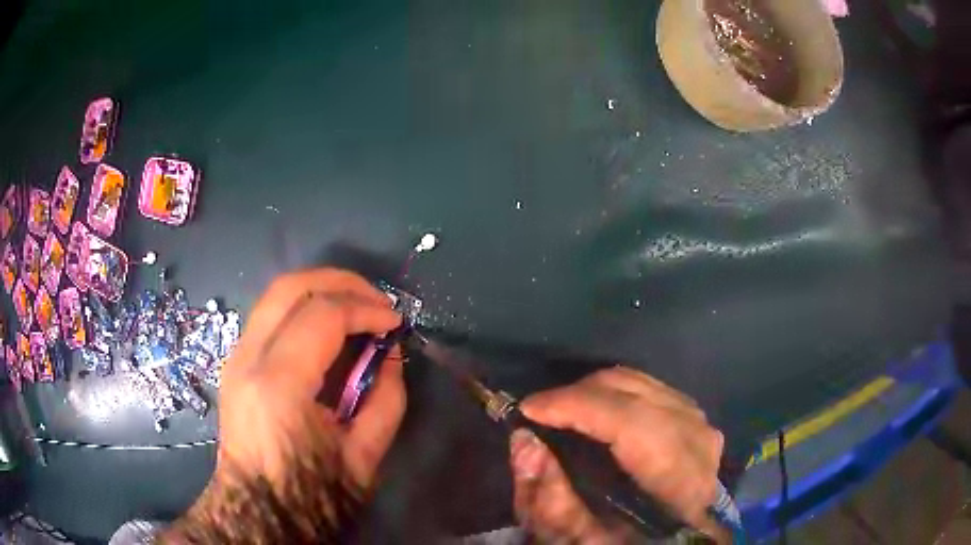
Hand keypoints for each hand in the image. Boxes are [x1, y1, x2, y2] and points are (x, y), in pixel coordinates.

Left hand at [217, 268, 404, 491]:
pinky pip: (270, 315)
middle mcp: (248, 358)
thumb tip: (391, 355)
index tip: (395, 323)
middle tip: (376, 301)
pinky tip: (327, 329)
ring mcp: (236, 357)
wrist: (259, 511)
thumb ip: (386, 400)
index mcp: (280, 385)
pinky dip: (303, 307)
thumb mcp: (364, 457)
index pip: (323, 315)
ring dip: (321, 290)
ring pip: (276, 294)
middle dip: (341, 282)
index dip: (366, 309)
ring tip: (356, 308)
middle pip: (291, 286)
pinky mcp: (235, 363)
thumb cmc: (312, 495)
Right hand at [509, 367, 726, 542]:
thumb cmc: (629, 543)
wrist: (677, 539)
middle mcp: (698, 442)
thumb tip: (525, 441)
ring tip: (563, 412)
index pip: (631, 423)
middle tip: (540, 412)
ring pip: (642, 384)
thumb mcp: (582, 539)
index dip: (578, 407)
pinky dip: (616, 394)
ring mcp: (701, 425)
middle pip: (635, 394)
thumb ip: (550, 499)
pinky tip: (596, 412)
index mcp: (679, 481)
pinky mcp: (696, 417)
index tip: (529, 409)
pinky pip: (650, 389)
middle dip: (579, 394)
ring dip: (596, 392)